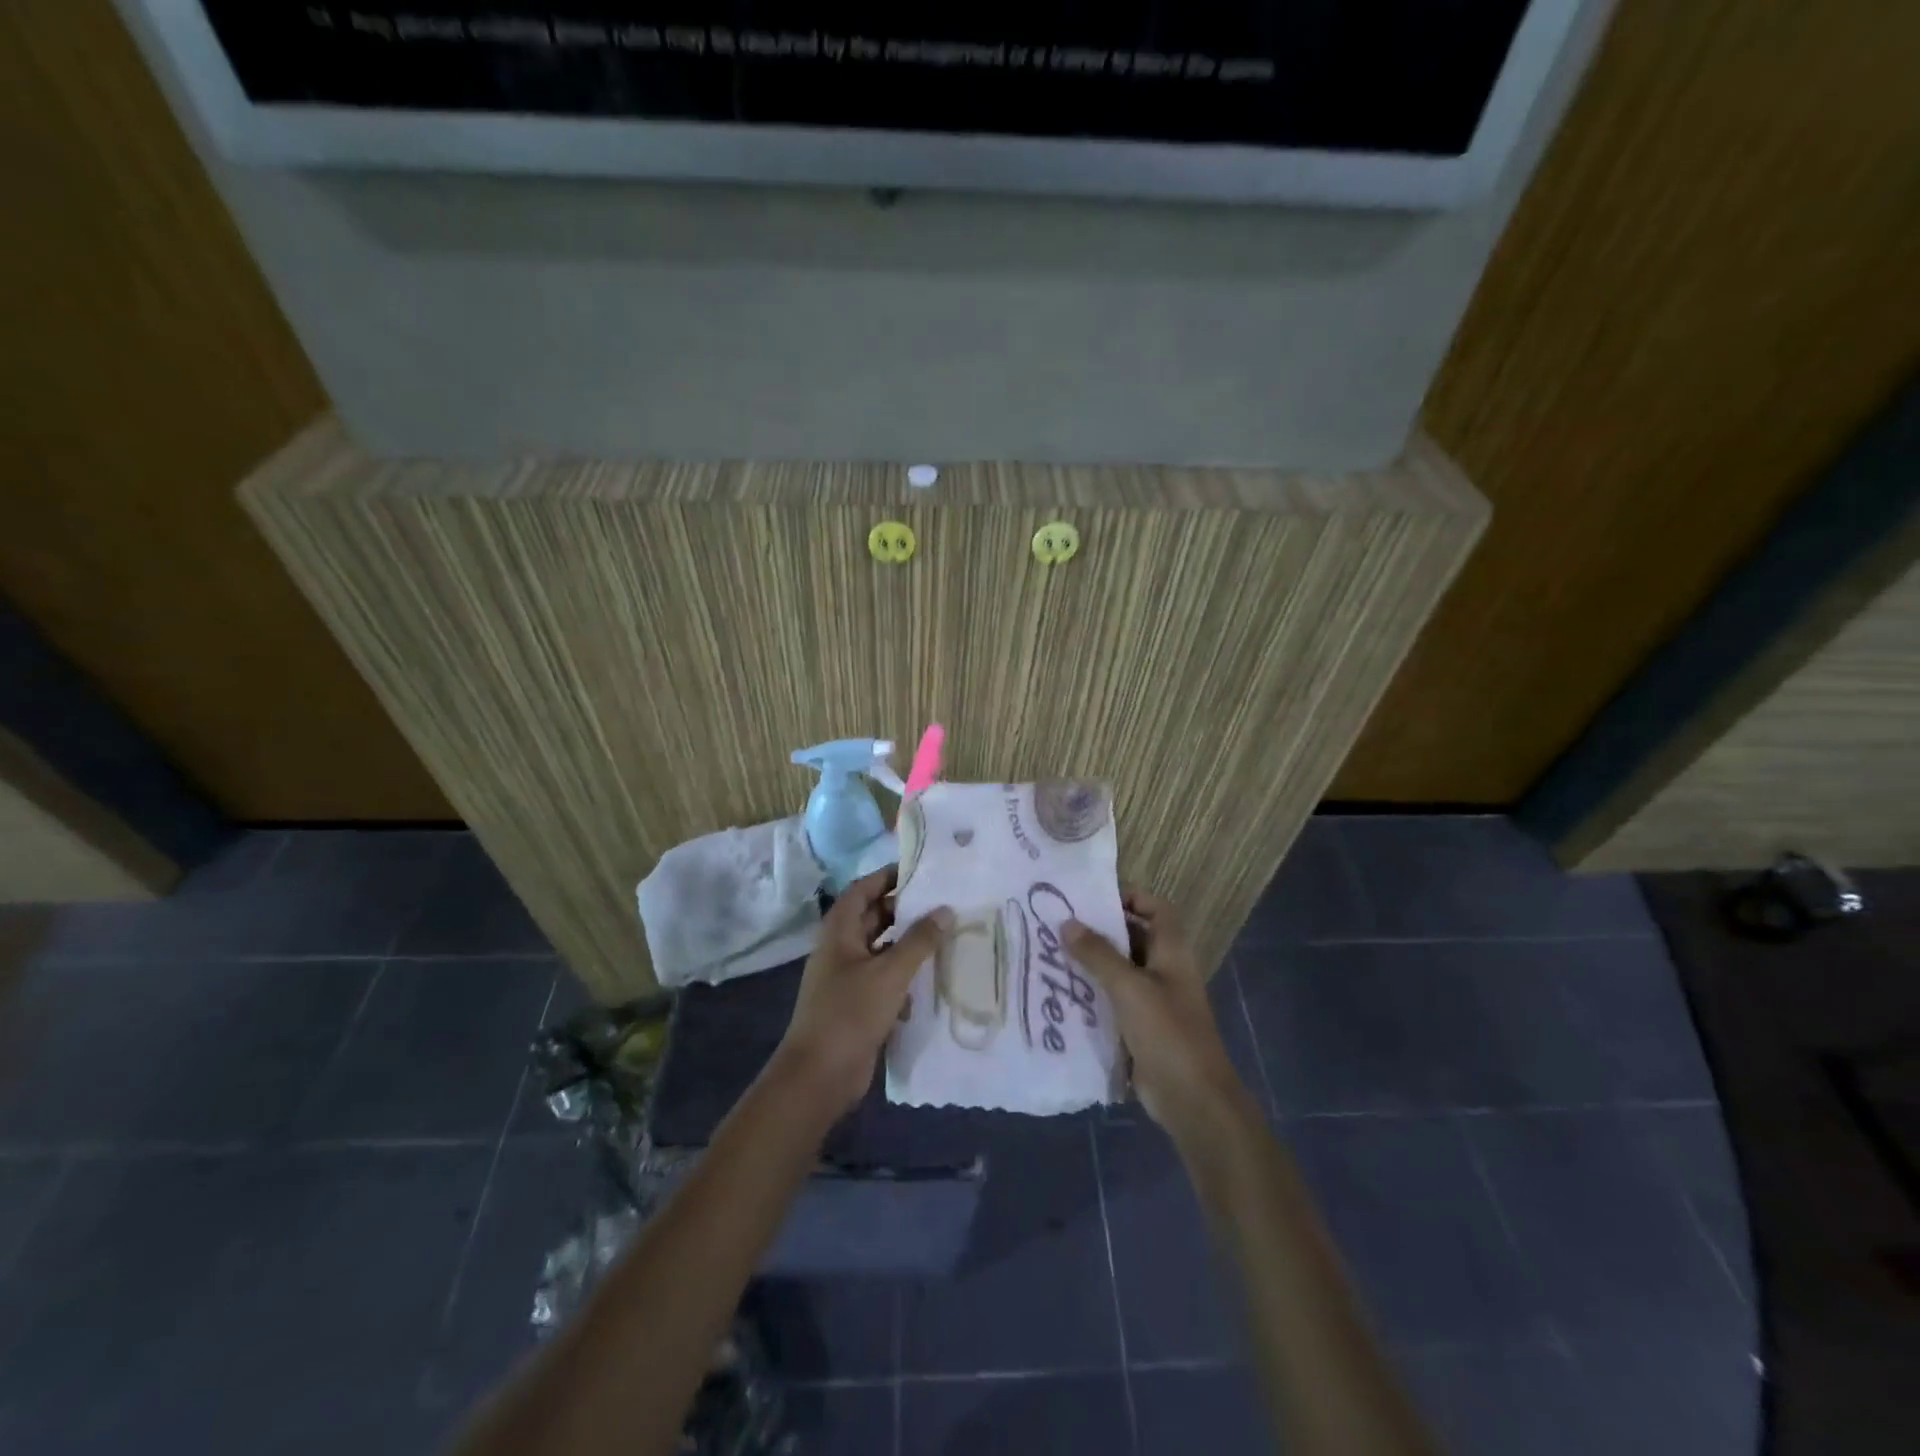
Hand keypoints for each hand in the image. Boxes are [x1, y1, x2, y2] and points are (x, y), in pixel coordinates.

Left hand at [774, 868, 952, 1117]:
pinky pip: (884, 978)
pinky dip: (904, 974)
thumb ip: (919, 941)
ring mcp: (847, 978)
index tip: (920, 871)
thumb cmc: (850, 1013)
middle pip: (873, 917)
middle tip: (941, 903)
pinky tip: (932, 977)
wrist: (819, 1076)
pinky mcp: (857, 1004)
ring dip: (907, 943)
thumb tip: (946, 910)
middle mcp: (841, 949)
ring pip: (881, 949)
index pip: (863, 890)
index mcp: (839, 932)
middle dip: (904, 910)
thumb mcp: (889, 973)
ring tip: (945, 935)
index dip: (887, 877)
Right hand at [1065, 888, 1253, 1138]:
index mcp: (1172, 952)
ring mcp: (1153, 1001)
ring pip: (1119, 971)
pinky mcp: (1140, 1028)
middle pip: (1133, 938)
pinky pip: (1113, 1001)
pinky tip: (1061, 993)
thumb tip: (1067, 923)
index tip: (1092, 898)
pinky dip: (1092, 994)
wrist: (1192, 1100)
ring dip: (1091, 964)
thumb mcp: (1129, 988)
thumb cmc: (1167, 1033)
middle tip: (1059, 924)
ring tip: (1051, 955)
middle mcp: (1164, 971)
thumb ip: (1098, 954)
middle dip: (1100, 930)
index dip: (1130, 896)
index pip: (1156, 908)